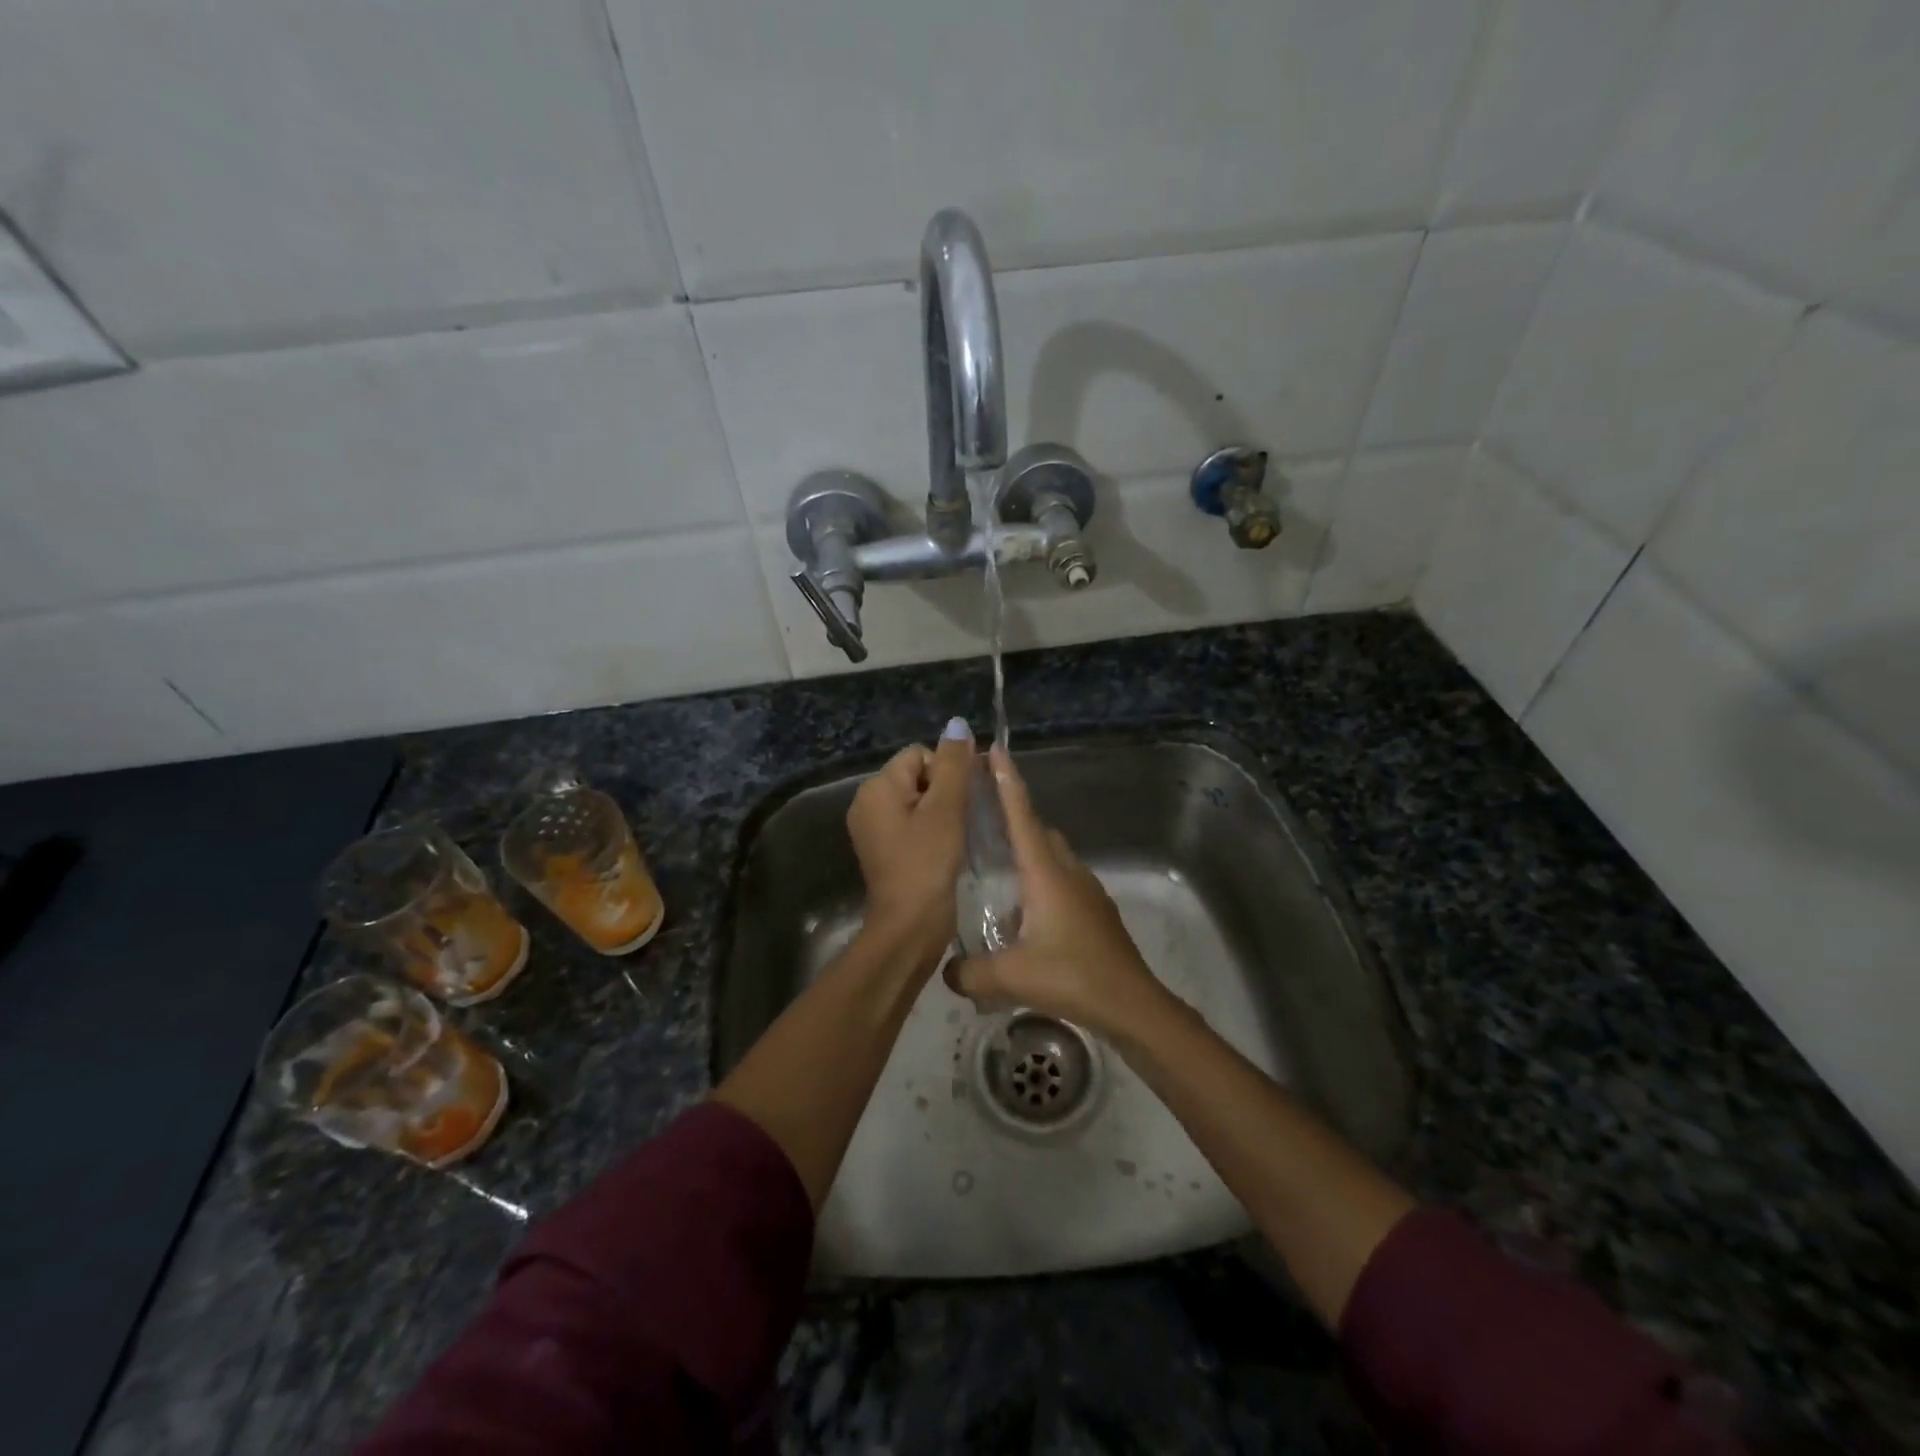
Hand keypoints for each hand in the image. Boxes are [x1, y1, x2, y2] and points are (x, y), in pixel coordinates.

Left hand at [846, 719, 972, 963]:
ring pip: (917, 801)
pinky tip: (944, 850)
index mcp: (876, 787)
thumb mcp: (946, 809)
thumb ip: (954, 764)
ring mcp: (873, 829)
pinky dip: (930, 831)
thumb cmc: (928, 862)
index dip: (946, 772)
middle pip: (917, 776)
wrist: (909, 926)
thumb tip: (957, 724)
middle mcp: (867, 803)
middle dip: (943, 792)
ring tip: (954, 838)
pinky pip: (911, 824)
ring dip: (941, 813)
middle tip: (958, 823)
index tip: (959, 803)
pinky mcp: (883, 851)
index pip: (919, 755)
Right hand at [945, 746, 1169, 1039]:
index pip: (1022, 817)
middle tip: (983, 816)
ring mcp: (1086, 891)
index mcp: (1046, 874)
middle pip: (1038, 832)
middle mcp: (1067, 872)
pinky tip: (1024, 919)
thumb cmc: (1072, 977)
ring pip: (1052, 858)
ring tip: (997, 873)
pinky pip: (1062, 883)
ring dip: (1028, 856)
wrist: (1132, 1004)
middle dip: (1014, 817)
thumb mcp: (1011, 977)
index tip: (995, 751)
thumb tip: (946, 970)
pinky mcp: (1095, 912)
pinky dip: (1040, 884)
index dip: (1007, 783)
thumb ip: (969, 972)